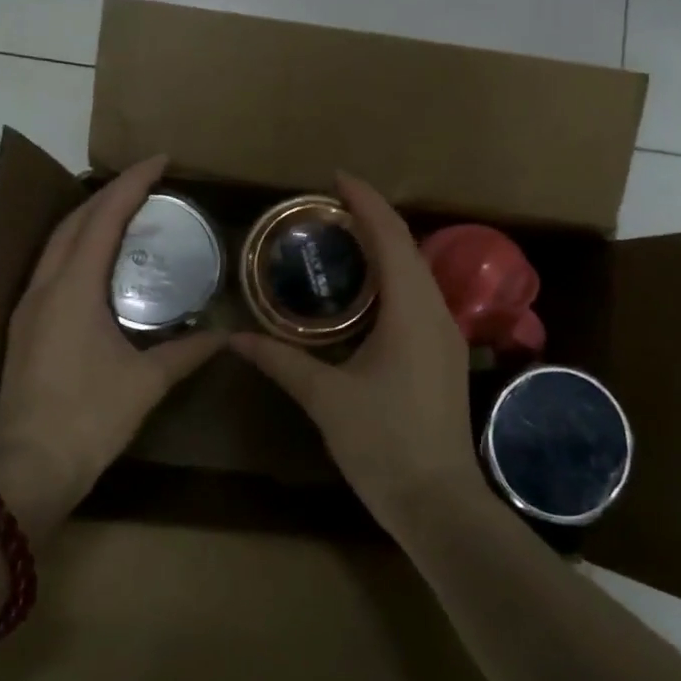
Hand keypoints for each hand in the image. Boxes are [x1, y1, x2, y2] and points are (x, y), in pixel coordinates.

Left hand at [0, 155, 222, 535]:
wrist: (27, 469)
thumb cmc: (88, 420)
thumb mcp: (146, 383)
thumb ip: (186, 352)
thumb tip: (223, 335)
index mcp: (73, 289)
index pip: (103, 218)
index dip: (132, 184)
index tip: (161, 161)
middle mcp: (44, 287)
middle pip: (74, 221)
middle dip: (110, 194)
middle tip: (148, 184)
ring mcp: (28, 307)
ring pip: (57, 243)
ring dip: (89, 219)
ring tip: (126, 213)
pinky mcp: (24, 328)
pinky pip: (52, 268)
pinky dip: (77, 249)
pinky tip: (99, 263)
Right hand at [230, 174, 490, 539]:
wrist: (439, 503)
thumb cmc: (383, 444)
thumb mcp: (325, 398)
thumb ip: (280, 360)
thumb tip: (233, 338)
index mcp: (412, 311)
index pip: (391, 237)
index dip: (365, 201)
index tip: (335, 177)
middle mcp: (436, 312)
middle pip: (408, 247)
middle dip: (373, 218)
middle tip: (327, 207)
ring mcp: (447, 335)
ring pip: (417, 272)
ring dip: (385, 247)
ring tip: (342, 238)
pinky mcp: (444, 356)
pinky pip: (419, 297)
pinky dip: (392, 277)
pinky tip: (364, 291)